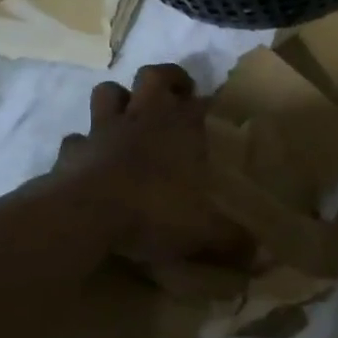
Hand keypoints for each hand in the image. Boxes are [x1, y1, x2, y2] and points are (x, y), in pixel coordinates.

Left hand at [50, 64, 250, 267]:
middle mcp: (143, 119)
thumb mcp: (203, 232)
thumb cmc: (152, 211)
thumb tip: (266, 261)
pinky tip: (90, 159)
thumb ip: (233, 242)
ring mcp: (102, 131)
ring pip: (108, 93)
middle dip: (168, 79)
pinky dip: (83, 145)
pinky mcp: (71, 151)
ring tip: (131, 115)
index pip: (202, 102)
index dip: (209, 104)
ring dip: (119, 99)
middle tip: (178, 95)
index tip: (215, 112)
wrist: (83, 215)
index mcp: (181, 129)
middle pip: (153, 76)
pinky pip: (76, 139)